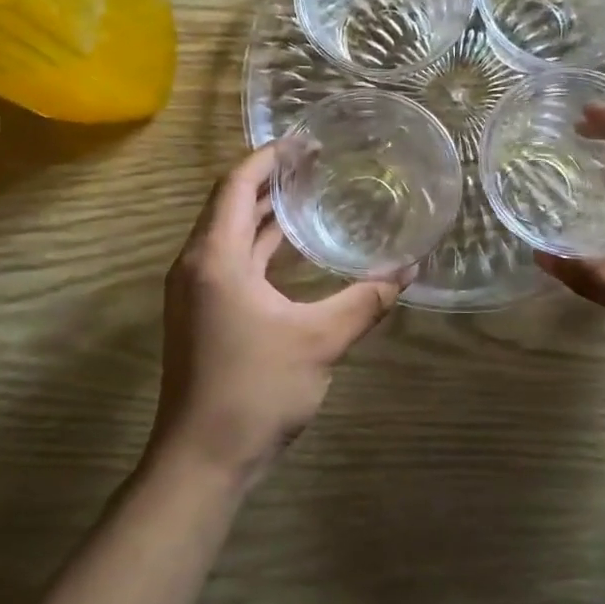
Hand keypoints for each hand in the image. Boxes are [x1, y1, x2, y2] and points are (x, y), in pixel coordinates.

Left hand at [149, 143, 407, 490]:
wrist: (201, 461)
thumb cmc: (255, 391)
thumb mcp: (319, 341)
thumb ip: (365, 302)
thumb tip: (409, 269)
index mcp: (214, 258)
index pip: (235, 185)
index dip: (268, 158)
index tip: (304, 142)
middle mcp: (196, 265)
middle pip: (228, 204)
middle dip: (268, 180)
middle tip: (314, 163)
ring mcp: (194, 292)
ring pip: (227, 234)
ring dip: (262, 213)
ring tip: (307, 193)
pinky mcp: (200, 314)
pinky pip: (229, 261)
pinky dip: (257, 245)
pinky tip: (290, 249)